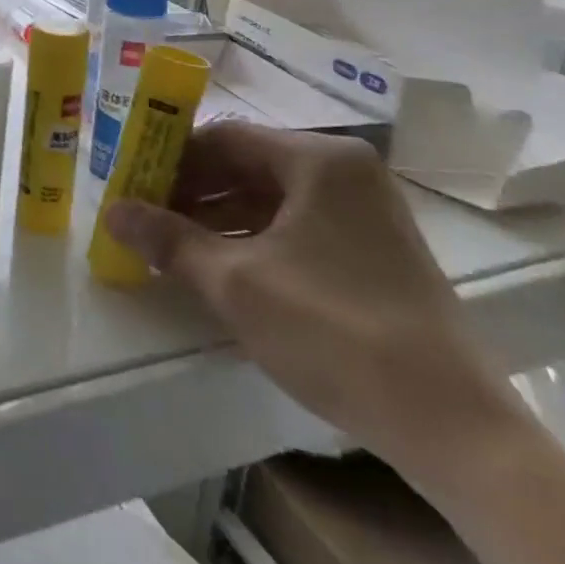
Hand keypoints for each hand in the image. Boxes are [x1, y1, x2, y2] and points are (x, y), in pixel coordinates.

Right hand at [104, 122, 509, 469]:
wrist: (452, 425)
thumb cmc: (333, 331)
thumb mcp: (234, 282)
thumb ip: (167, 240)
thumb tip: (111, 211)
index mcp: (318, 159)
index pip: (223, 138)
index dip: (169, 158)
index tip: (131, 184)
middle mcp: (345, 171)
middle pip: (247, 164)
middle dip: (191, 189)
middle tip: (145, 216)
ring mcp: (365, 211)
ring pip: (270, 196)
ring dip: (218, 216)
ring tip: (171, 244)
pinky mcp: (374, 250)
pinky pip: (297, 225)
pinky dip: (253, 238)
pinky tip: (219, 265)